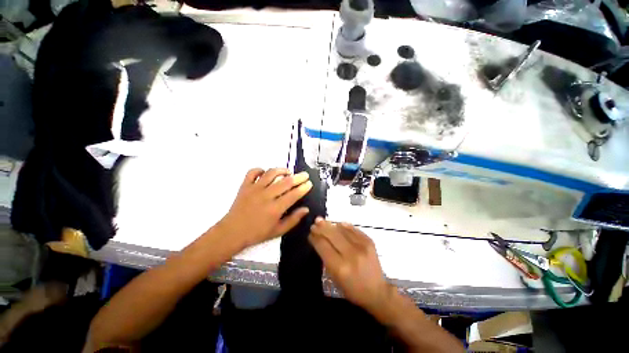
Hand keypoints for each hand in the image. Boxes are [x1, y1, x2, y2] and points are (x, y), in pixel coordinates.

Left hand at [218, 168, 312, 247]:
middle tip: (305, 175)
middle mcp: (266, 196)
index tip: (309, 183)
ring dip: (282, 170)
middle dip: (298, 177)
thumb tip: (306, 209)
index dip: (303, 188)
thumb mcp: (278, 231)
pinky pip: (253, 172)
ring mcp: (254, 189)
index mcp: (275, 209)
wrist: (232, 232)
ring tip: (288, 172)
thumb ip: (293, 219)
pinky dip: (260, 169)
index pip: (293, 194)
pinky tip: (266, 173)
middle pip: (285, 182)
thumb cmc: (257, 233)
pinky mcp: (245, 186)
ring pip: (271, 173)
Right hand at [309, 218, 390, 311]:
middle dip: (321, 228)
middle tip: (315, 223)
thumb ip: (327, 258)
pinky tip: (338, 224)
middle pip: (332, 235)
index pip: (323, 246)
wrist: (377, 291)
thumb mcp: (335, 279)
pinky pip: (353, 229)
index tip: (310, 233)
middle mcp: (350, 254)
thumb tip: (319, 240)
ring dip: (331, 224)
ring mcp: (361, 246)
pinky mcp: (369, 242)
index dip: (315, 238)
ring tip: (323, 221)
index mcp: (340, 267)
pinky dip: (344, 226)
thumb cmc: (352, 289)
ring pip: (342, 230)